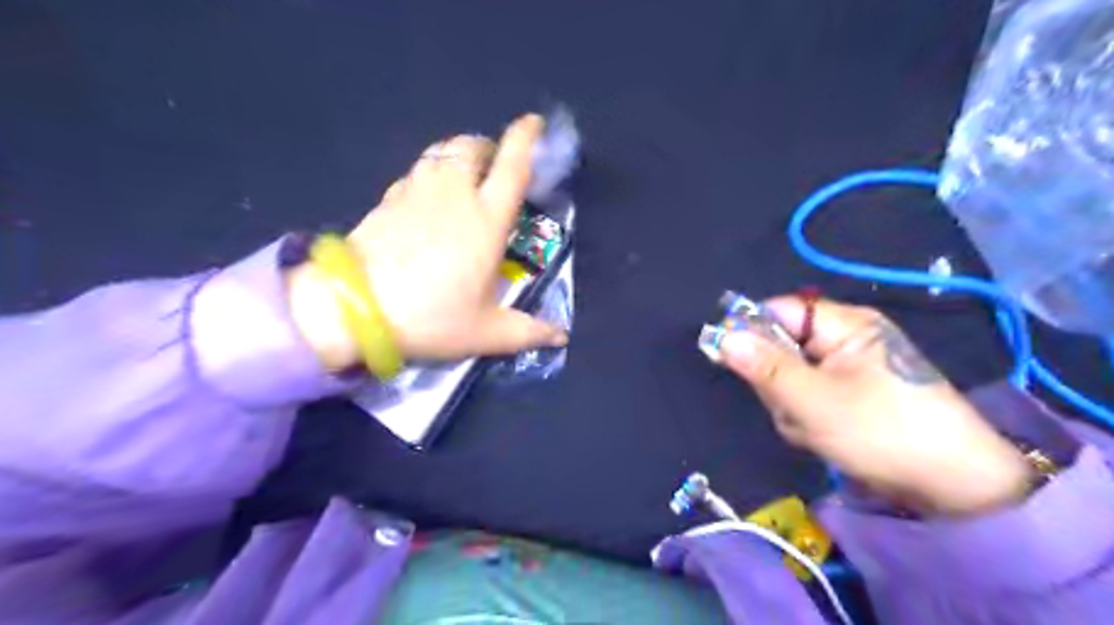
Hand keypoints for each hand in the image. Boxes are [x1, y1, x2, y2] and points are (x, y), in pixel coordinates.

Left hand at [287, 114, 565, 367]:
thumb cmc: (431, 317)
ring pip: (439, 153)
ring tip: (462, 175)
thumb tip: (561, 337)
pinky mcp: (386, 201)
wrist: (353, 310)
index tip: (533, 122)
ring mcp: (415, 193)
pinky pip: (414, 173)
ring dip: (456, 155)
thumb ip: (528, 331)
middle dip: (486, 145)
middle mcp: (453, 196)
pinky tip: (426, 197)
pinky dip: (428, 174)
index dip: (525, 139)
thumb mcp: (487, 332)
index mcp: (486, 221)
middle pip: (471, 147)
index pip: (511, 167)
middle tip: (493, 163)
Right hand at [719, 298, 1030, 516]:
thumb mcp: (815, 401)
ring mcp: (847, 368)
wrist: (956, 487)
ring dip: (791, 406)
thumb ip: (765, 367)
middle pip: (781, 345)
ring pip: (790, 376)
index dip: (751, 331)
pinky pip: (807, 396)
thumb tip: (723, 336)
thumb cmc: (884, 432)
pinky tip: (825, 435)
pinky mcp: (850, 393)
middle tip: (795, 409)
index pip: (778, 310)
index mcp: (843, 325)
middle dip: (778, 382)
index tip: (733, 361)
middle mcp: (844, 338)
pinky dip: (806, 417)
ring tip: (815, 428)